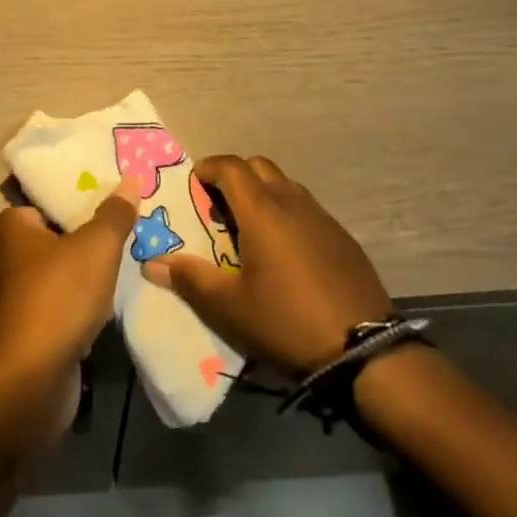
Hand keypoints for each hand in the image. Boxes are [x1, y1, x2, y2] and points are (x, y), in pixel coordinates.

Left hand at [0, 181, 140, 388]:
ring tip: (128, 263)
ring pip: (62, 274)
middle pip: (58, 237)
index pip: (48, 201)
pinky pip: (63, 307)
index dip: (80, 198)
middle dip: (89, 238)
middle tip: (128, 229)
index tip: (113, 199)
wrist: (30, 381)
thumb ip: (114, 214)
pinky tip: (111, 306)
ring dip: (88, 275)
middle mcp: (8, 258)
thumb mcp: (96, 246)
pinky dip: (83, 307)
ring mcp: (17, 299)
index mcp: (13, 227)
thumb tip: (131, 179)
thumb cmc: (58, 297)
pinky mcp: (29, 334)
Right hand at [141, 154, 391, 378]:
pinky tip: (286, 251)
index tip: (194, 184)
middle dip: (235, 176)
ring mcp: (321, 216)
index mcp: (261, 210)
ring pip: (284, 184)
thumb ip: (190, 279)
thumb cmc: (287, 321)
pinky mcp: (342, 236)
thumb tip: (151, 263)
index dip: (208, 168)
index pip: (230, 166)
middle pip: (258, 166)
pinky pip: (306, 207)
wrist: (365, 350)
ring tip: (251, 228)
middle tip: (219, 205)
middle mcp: (291, 201)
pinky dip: (287, 213)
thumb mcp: (231, 307)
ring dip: (263, 192)